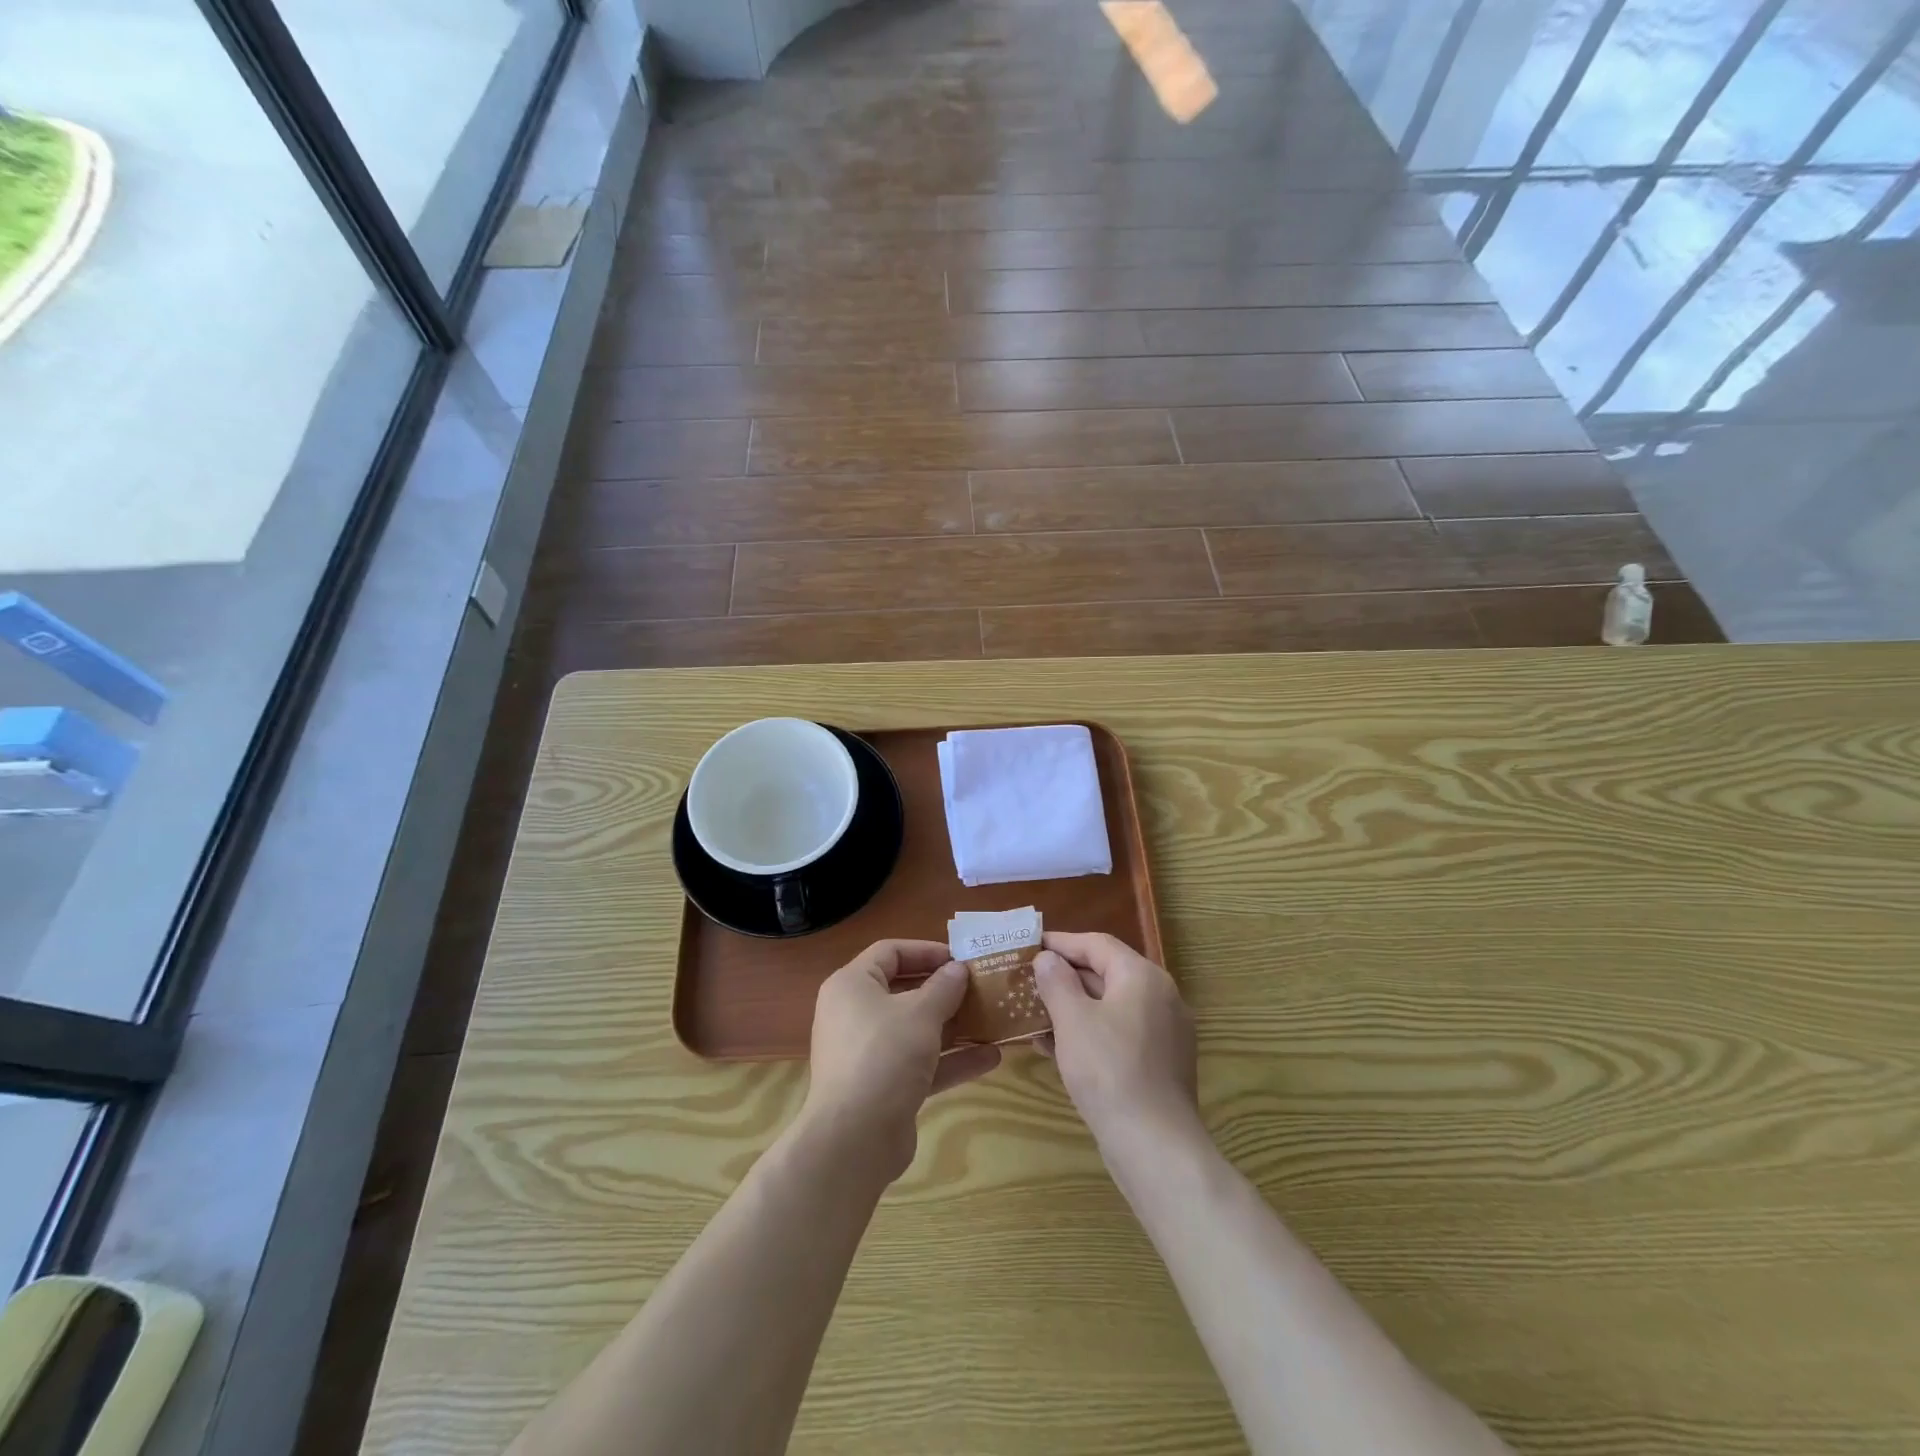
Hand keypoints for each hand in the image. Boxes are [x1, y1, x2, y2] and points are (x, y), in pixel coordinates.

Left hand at [804, 940, 1001, 1181]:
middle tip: (981, 987)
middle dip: (945, 990)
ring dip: (954, 1026)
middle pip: (905, 990)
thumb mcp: (921, 1014)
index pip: (890, 952)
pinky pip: (920, 1063)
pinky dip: (951, 1059)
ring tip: (993, 1020)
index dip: (926, 950)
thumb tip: (958, 969)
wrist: (854, 1139)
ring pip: (916, 1030)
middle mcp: (855, 1014)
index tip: (961, 958)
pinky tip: (991, 1058)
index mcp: (852, 985)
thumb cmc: (884, 1056)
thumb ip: (944, 987)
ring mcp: (869, 1053)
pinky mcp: (884, 1087)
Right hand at [1033, 932, 1198, 1149]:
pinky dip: (1091, 1032)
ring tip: (1036, 1014)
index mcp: (1142, 976)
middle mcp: (1161, 996)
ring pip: (1112, 1006)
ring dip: (1074, 1007)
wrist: (1155, 1145)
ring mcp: (1165, 1032)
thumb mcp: (1072, 1020)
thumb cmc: (1108, 1070)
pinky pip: (1120, 1033)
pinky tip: (1058, 1048)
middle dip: (1066, 976)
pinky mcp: (1161, 1063)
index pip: (1097, 944)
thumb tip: (1048, 958)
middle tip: (1029, 980)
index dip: (1062, 942)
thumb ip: (1057, 982)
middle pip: (1107, 973)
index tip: (1031, 945)